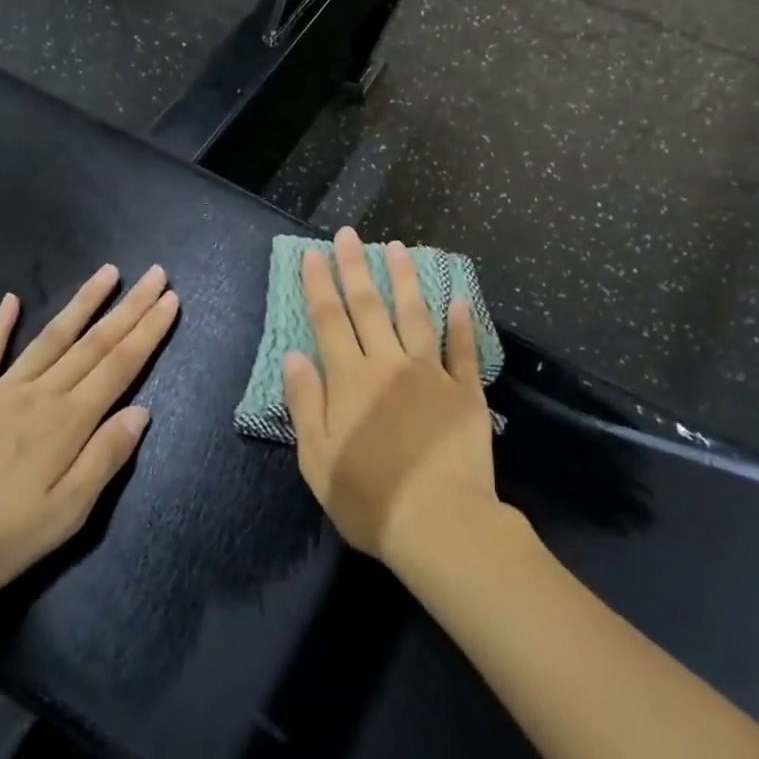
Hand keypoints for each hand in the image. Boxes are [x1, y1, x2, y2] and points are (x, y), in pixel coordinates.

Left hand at [0, 263, 178, 605]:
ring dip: (83, 303)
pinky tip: (11, 299)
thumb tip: (141, 411)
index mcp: (68, 423)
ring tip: (108, 272)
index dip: (148, 332)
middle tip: (156, 275)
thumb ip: (105, 458)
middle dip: (129, 307)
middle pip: (94, 343)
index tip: (170, 300)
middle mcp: (39, 395)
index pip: (120, 366)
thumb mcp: (66, 514)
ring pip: (51, 337)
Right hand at [282, 228, 503, 574]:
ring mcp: (431, 374)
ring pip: (415, 315)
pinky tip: (459, 298)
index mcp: (350, 380)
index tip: (314, 253)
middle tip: (350, 235)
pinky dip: (461, 323)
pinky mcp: (465, 392)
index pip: (329, 320)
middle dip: (356, 267)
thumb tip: (294, 355)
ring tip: (398, 247)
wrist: (440, 524)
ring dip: (405, 280)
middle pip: (369, 307)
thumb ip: (305, 403)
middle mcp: (389, 365)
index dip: (320, 284)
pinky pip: (463, 349)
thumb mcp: (318, 458)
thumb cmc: (369, 498)